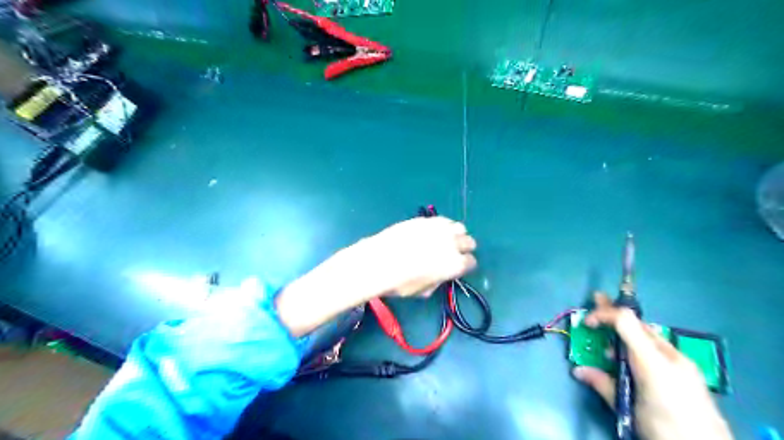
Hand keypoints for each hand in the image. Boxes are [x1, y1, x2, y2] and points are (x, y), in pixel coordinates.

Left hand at [278, 216, 477, 337]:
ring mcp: (439, 229)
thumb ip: (437, 280)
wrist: (378, 262)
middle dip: (464, 248)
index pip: (471, 262)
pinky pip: (442, 220)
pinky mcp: (425, 220)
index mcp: (455, 265)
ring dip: (455, 234)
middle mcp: (452, 243)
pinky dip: (443, 226)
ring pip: (459, 227)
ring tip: (445, 240)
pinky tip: (433, 231)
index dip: (465, 266)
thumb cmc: (400, 283)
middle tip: (454, 253)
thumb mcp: (423, 291)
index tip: (458, 267)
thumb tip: (439, 275)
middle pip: (469, 242)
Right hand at [571, 291, 735, 439]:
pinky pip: (659, 347)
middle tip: (596, 299)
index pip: (625, 321)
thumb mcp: (628, 408)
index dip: (603, 314)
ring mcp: (683, 362)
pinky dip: (641, 344)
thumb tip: (578, 370)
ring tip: (611, 345)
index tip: (587, 322)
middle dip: (613, 313)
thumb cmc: (664, 428)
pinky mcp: (688, 371)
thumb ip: (603, 384)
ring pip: (648, 335)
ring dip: (626, 332)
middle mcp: (669, 355)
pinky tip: (633, 358)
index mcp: (652, 362)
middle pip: (637, 323)